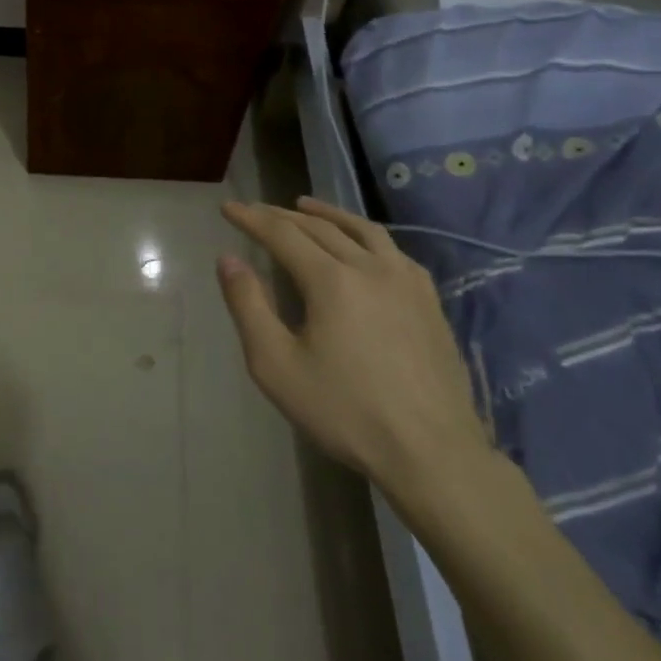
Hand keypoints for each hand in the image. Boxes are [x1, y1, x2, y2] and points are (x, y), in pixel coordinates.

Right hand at [216, 197, 490, 501]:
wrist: (432, 454)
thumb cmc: (345, 411)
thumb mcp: (276, 365)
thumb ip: (248, 306)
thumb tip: (228, 260)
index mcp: (331, 280)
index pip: (282, 233)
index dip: (251, 217)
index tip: (227, 208)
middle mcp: (370, 268)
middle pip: (319, 227)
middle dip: (281, 215)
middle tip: (256, 211)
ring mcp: (406, 282)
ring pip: (361, 230)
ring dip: (327, 214)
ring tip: (305, 206)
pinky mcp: (429, 302)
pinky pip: (393, 251)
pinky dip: (366, 236)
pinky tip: (363, 246)